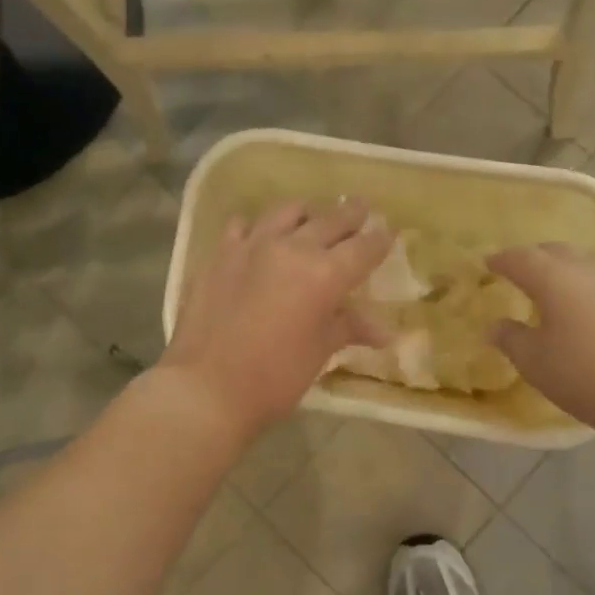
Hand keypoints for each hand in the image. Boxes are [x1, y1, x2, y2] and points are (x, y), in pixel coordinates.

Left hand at [160, 199, 389, 443]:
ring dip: (306, 214)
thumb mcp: (319, 352)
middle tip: (360, 207)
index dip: (379, 240)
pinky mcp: (220, 254)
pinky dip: (257, 227)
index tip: (388, 232)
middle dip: (350, 214)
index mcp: (325, 274)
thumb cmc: (275, 377)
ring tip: (311, 217)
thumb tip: (385, 332)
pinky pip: (242, 225)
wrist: (206, 387)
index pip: (363, 248)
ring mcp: (252, 246)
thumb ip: (349, 328)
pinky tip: (258, 236)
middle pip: (330, 220)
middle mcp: (293, 248)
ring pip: (287, 212)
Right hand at [488, 243, 594, 444]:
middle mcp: (585, 269)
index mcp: (554, 277)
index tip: (487, 263)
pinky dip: (582, 284)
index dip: (501, 260)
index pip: (521, 258)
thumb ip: (510, 339)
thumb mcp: (535, 362)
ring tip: (550, 286)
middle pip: (554, 251)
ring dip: (561, 267)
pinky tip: (581, 306)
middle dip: (532, 257)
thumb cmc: (585, 374)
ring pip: (582, 262)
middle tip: (517, 270)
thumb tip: (494, 325)